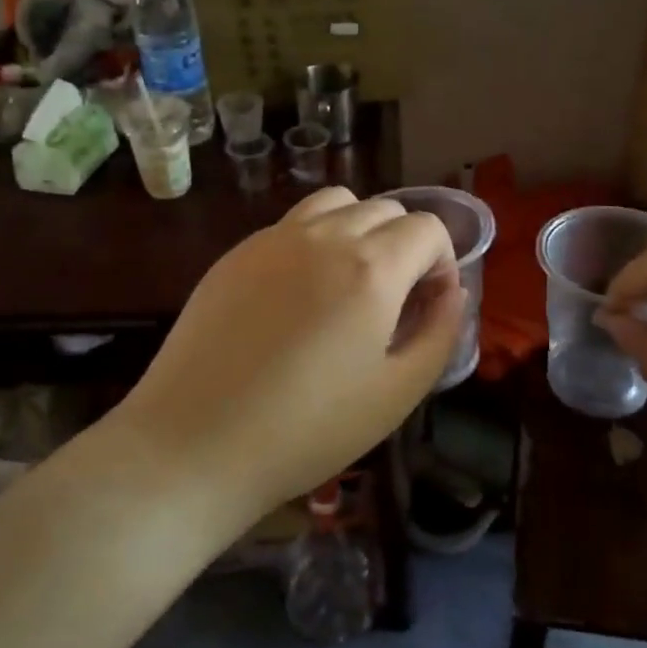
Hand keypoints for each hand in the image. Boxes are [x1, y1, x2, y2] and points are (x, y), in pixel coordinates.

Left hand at [118, 187, 463, 522]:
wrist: (194, 444)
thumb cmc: (307, 430)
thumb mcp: (397, 393)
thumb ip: (440, 332)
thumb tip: (452, 292)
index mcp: (371, 268)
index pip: (427, 228)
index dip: (442, 262)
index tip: (428, 305)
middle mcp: (324, 236)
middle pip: (386, 209)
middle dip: (405, 245)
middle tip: (393, 301)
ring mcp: (274, 238)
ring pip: (337, 203)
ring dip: (360, 229)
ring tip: (350, 283)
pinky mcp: (236, 252)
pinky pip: (293, 224)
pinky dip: (315, 240)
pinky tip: (299, 295)